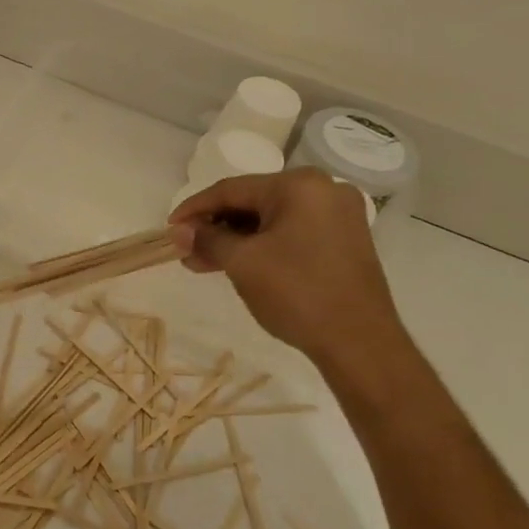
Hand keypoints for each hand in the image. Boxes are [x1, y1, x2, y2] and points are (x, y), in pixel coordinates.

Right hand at [168, 168, 408, 373]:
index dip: (194, 209)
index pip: (232, 189)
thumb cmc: (297, 293)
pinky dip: (262, 246)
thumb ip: (207, 239)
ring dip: (235, 240)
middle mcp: (324, 190)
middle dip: (215, 227)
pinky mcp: (344, 241)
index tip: (169, 229)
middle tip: (185, 250)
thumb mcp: (242, 262)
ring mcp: (338, 216)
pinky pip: (291, 233)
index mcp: (300, 185)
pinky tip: (238, 264)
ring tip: (204, 264)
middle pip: (252, 202)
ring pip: (271, 220)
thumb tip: (179, 231)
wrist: (359, 343)